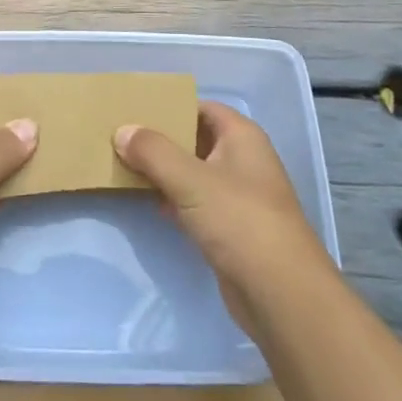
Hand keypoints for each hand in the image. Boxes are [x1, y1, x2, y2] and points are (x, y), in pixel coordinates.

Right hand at [115, 102, 334, 338]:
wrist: (280, 294)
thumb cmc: (239, 220)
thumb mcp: (190, 179)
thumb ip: (153, 151)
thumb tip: (122, 130)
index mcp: (242, 136)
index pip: (202, 108)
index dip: (170, 106)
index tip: (134, 109)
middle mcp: (243, 160)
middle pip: (196, 139)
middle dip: (161, 139)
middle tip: (121, 136)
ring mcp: (238, 196)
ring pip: (193, 173)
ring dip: (164, 170)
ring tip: (124, 164)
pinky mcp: (231, 228)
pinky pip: (196, 202)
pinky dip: (173, 199)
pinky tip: (148, 201)